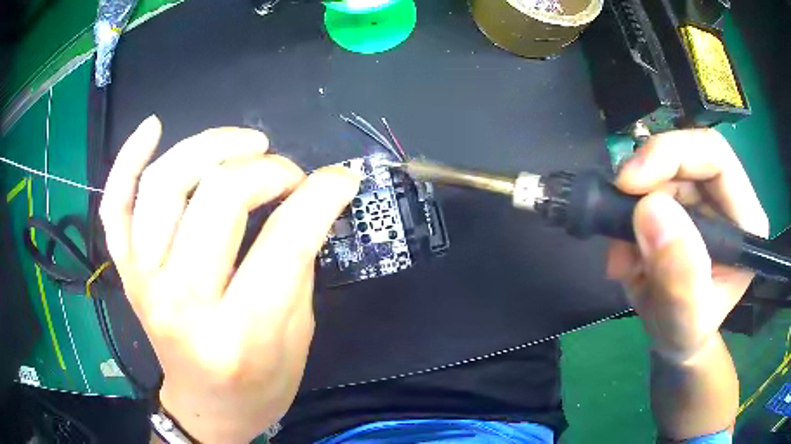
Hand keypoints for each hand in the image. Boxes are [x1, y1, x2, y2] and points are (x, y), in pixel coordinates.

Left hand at [100, 116, 359, 442]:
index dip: (321, 196)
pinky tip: (153, 128)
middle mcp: (182, 303)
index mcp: (239, 334)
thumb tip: (313, 198)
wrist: (207, 408)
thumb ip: (299, 265)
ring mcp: (144, 282)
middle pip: (218, 198)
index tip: (341, 179)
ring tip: (246, 144)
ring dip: (210, 147)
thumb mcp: (298, 337)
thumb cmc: (260, 384)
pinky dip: (127, 160)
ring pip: (164, 185)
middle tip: (289, 174)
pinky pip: (115, 206)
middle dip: (267, 170)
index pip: (284, 242)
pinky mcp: (126, 272)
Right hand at [607, 129, 768, 361]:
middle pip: (684, 158)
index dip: (671, 155)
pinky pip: (647, 192)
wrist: (673, 339)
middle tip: (616, 223)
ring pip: (661, 174)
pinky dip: (627, 219)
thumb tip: (650, 209)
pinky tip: (625, 256)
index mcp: (745, 220)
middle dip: (644, 187)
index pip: (714, 156)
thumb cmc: (686, 334)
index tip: (629, 183)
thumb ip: (678, 274)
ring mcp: (704, 198)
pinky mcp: (682, 203)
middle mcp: (727, 199)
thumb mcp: (684, 319)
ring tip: (622, 261)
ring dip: (631, 211)